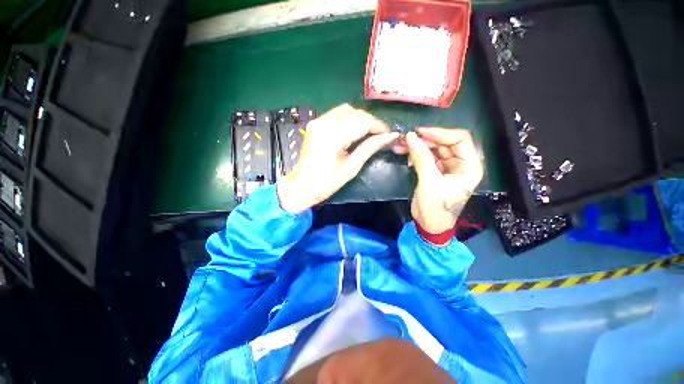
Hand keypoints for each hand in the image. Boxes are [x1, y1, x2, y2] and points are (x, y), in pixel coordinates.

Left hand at [277, 104, 398, 213]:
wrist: (301, 187)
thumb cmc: (326, 183)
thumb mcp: (351, 168)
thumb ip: (370, 148)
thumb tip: (389, 137)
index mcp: (332, 137)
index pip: (362, 121)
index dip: (379, 126)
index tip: (389, 134)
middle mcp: (323, 123)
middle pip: (355, 112)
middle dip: (371, 122)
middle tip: (381, 135)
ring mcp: (317, 121)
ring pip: (346, 110)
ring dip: (360, 119)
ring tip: (369, 133)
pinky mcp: (315, 123)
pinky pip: (337, 114)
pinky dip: (349, 119)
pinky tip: (354, 131)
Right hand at [401, 128, 483, 233]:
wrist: (428, 225)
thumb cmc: (436, 209)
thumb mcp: (429, 183)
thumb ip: (421, 158)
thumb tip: (411, 136)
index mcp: (469, 166)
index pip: (460, 139)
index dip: (440, 133)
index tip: (420, 132)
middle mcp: (460, 163)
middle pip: (444, 142)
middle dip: (425, 140)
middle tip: (406, 139)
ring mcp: (447, 166)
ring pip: (433, 148)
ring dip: (417, 146)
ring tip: (400, 146)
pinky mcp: (435, 170)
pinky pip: (426, 156)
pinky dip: (415, 154)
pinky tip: (406, 156)